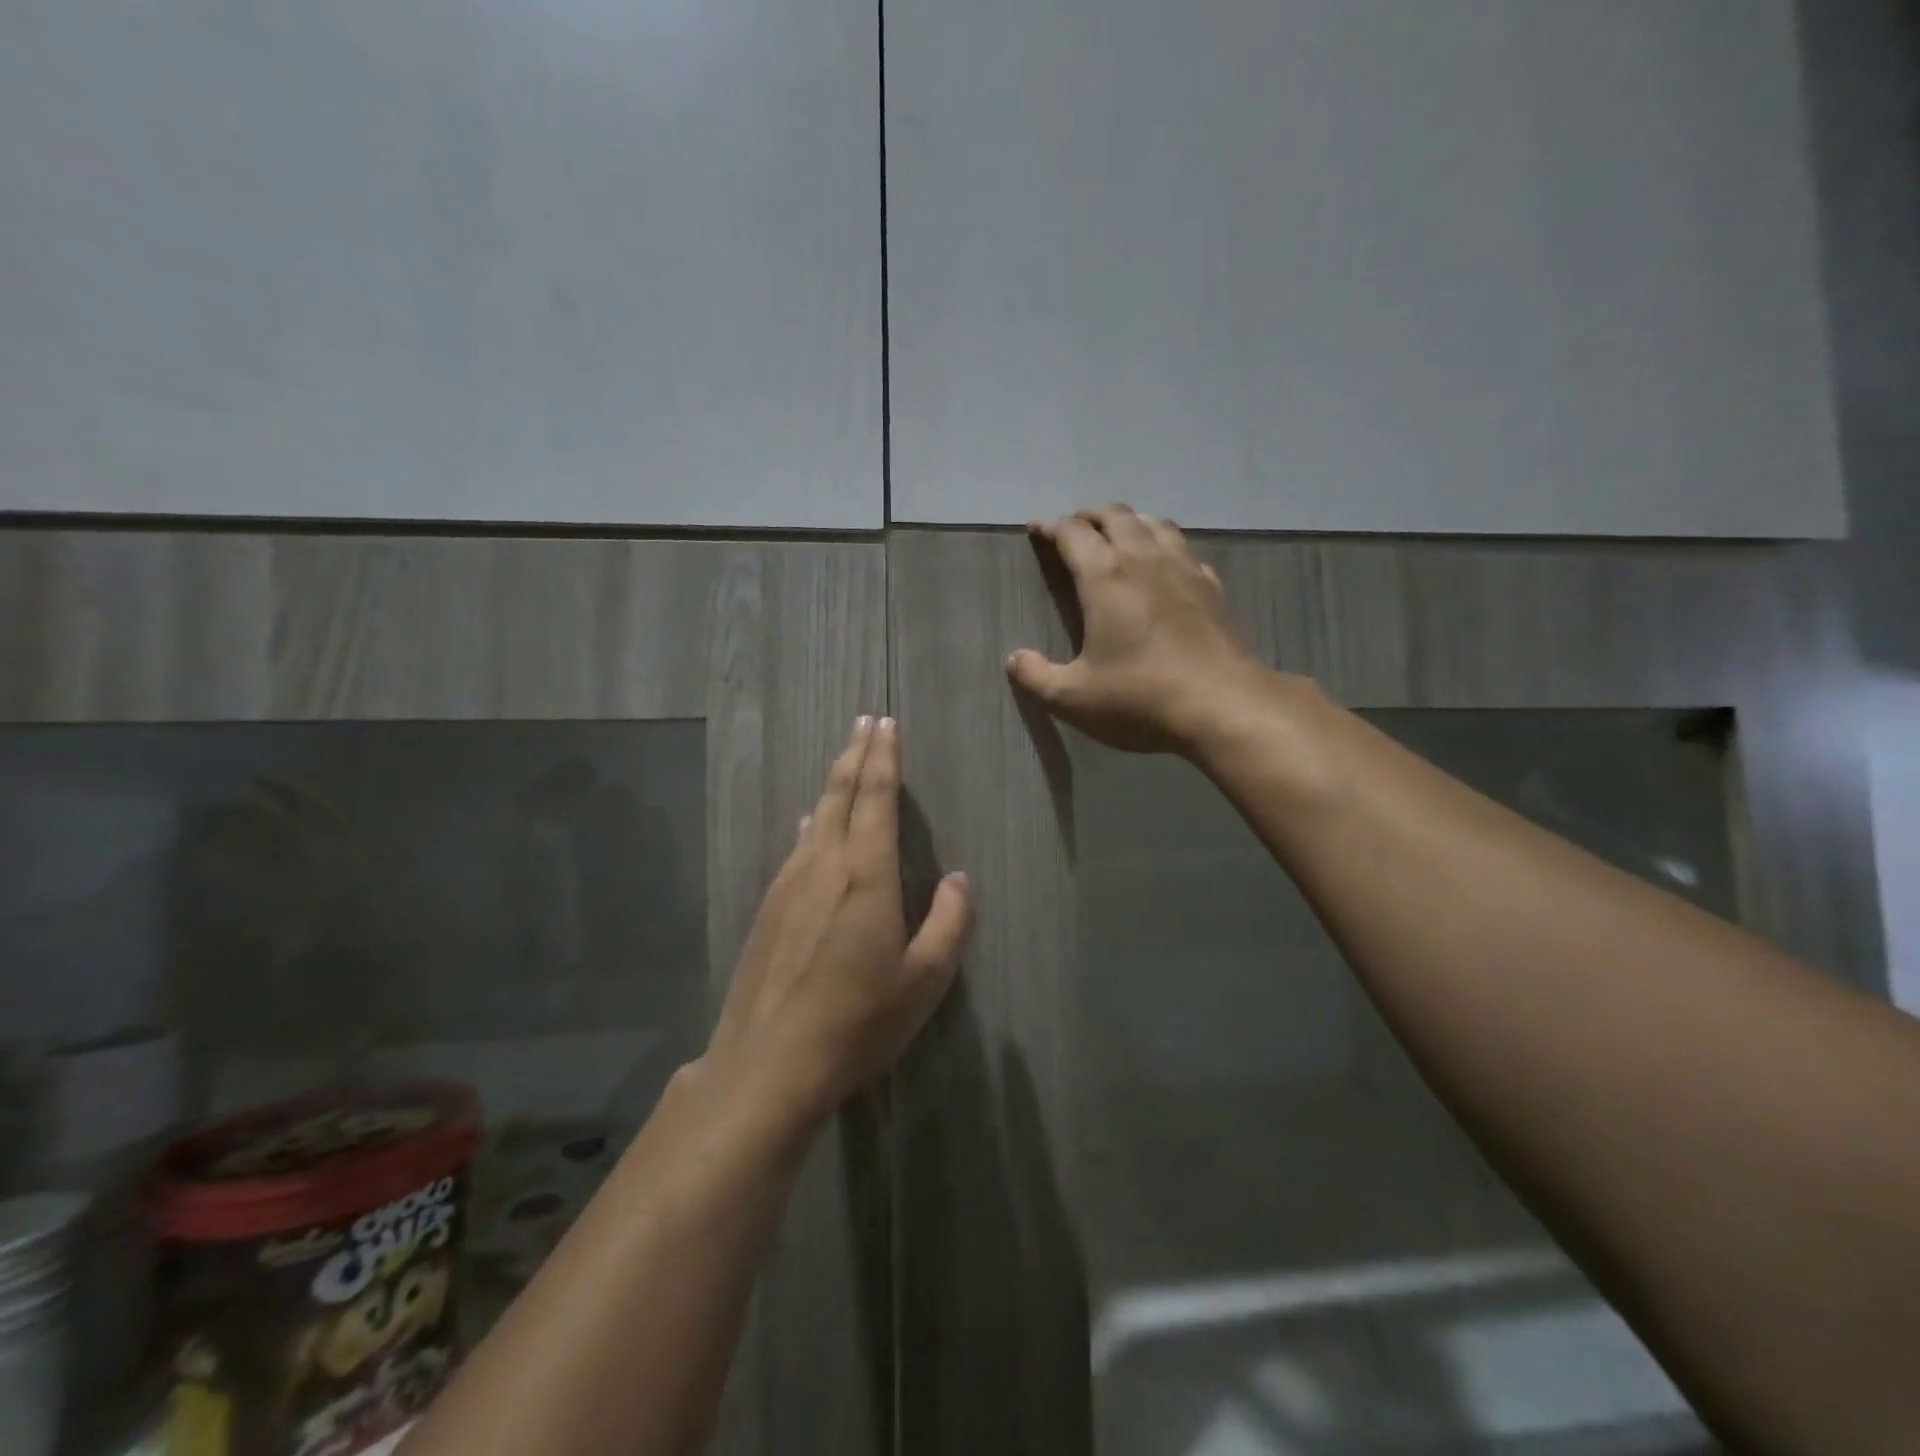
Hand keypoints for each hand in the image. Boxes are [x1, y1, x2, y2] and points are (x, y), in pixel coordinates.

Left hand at [704, 717, 969, 1125]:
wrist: (769, 1063)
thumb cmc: (858, 1021)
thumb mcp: (924, 980)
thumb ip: (947, 923)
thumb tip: (958, 879)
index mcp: (865, 874)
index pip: (875, 797)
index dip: (883, 757)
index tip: (885, 723)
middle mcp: (823, 864)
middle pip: (839, 794)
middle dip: (855, 753)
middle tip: (865, 721)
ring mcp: (789, 883)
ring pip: (815, 816)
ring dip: (833, 782)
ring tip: (845, 760)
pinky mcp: (768, 907)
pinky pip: (797, 845)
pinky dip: (812, 821)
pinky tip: (810, 824)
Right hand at [1007, 505, 1270, 754]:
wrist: (1223, 705)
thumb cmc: (1140, 698)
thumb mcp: (1073, 698)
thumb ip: (1036, 677)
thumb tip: (1014, 659)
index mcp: (1105, 576)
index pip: (1073, 533)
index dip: (1051, 526)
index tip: (1037, 529)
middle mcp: (1144, 560)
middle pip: (1116, 516)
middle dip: (1090, 516)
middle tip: (1074, 528)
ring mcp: (1184, 570)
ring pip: (1154, 524)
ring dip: (1130, 522)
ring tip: (1118, 535)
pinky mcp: (1212, 588)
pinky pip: (1184, 551)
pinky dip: (1165, 547)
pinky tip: (1165, 566)